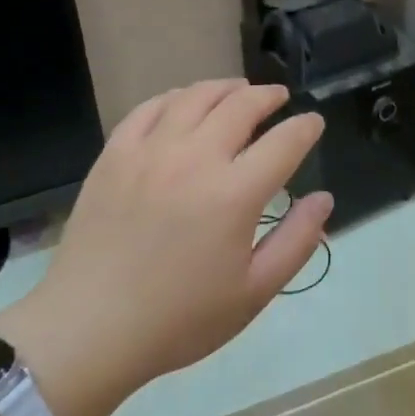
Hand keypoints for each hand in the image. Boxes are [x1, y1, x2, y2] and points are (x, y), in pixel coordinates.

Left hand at [0, 81, 331, 415]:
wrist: (91, 328)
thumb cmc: (179, 319)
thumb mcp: (253, 292)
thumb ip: (296, 242)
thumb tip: (323, 199)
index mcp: (234, 193)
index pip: (284, 142)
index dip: (305, 127)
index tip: (313, 122)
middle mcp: (195, 157)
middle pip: (241, 105)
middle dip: (268, 96)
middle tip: (278, 97)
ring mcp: (150, 150)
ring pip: (195, 96)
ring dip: (224, 87)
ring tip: (237, 90)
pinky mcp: (115, 153)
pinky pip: (149, 108)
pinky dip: (175, 97)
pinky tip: (183, 103)